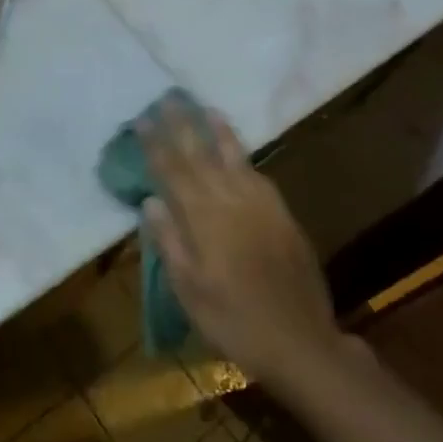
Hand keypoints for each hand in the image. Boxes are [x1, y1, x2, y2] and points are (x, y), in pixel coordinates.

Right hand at [140, 99, 338, 385]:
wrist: (300, 342)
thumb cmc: (233, 321)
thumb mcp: (190, 291)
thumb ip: (170, 242)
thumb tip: (151, 201)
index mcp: (204, 220)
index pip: (173, 172)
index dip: (156, 145)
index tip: (142, 120)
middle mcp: (231, 203)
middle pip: (202, 156)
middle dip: (183, 126)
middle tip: (169, 99)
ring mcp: (261, 207)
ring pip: (235, 159)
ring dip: (218, 132)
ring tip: (206, 108)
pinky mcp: (283, 216)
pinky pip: (260, 176)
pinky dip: (246, 158)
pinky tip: (239, 152)